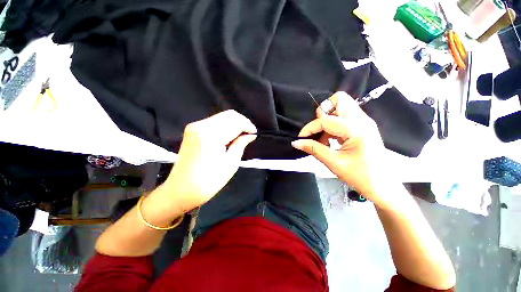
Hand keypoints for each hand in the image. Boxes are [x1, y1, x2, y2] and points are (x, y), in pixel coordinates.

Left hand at [160, 110, 256, 212]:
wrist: (181, 190)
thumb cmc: (208, 182)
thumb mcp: (230, 164)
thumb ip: (241, 144)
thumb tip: (250, 135)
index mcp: (210, 136)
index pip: (235, 122)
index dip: (248, 126)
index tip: (254, 133)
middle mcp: (201, 126)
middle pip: (229, 115)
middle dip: (242, 122)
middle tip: (249, 134)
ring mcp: (195, 126)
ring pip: (222, 117)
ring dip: (234, 124)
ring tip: (241, 136)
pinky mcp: (193, 130)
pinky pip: (214, 121)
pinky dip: (225, 126)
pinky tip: (230, 135)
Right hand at [291, 92, 392, 207]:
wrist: (383, 186)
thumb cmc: (360, 176)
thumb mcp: (333, 162)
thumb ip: (313, 149)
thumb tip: (296, 142)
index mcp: (356, 128)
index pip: (325, 119)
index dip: (309, 128)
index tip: (300, 138)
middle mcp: (361, 119)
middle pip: (339, 100)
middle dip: (323, 113)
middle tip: (317, 131)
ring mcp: (363, 122)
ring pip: (341, 107)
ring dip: (327, 119)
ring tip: (323, 139)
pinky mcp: (362, 127)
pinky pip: (344, 117)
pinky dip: (333, 125)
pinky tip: (330, 140)